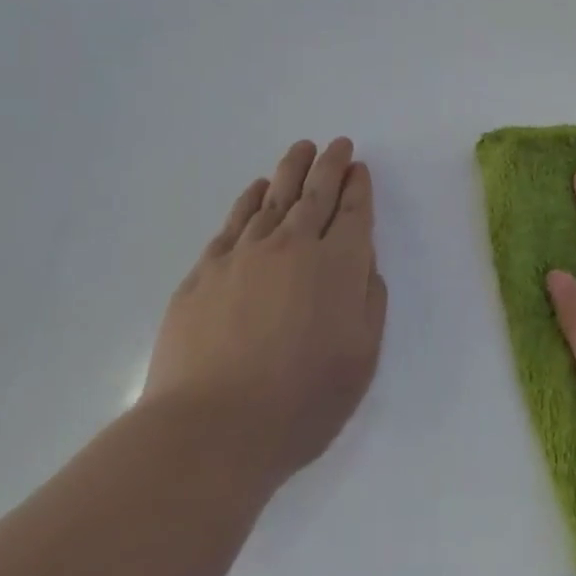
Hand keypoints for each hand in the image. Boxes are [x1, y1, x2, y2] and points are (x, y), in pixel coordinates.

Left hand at [145, 138, 387, 490]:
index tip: (359, 168)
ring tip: (302, 150)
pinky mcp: (206, 270)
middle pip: (316, 193)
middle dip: (330, 166)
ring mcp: (245, 254)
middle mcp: (294, 246)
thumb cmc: (300, 403)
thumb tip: (363, 263)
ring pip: (274, 198)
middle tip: (338, 145)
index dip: (359, 187)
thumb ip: (369, 302)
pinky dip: (250, 199)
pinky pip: (235, 221)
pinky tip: (257, 189)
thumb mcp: (361, 359)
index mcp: (338, 266)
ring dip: (291, 170)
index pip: (353, 212)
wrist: (211, 430)